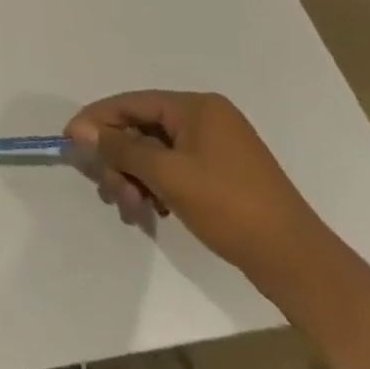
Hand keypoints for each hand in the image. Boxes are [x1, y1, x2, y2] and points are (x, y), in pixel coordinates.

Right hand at [64, 91, 330, 289]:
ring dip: (134, 177)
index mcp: (196, 107)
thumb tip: (82, 131)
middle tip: (106, 190)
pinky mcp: (222, 175)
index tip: (69, 141)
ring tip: (129, 208)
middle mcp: (206, 119)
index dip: (96, 120)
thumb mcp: (167, 174)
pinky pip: (174, 169)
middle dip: (118, 159)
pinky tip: (149, 210)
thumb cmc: (231, 208)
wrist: (300, 266)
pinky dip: (155, 186)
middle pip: (141, 129)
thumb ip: (120, 148)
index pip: (131, 103)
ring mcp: (217, 148)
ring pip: (155, 153)